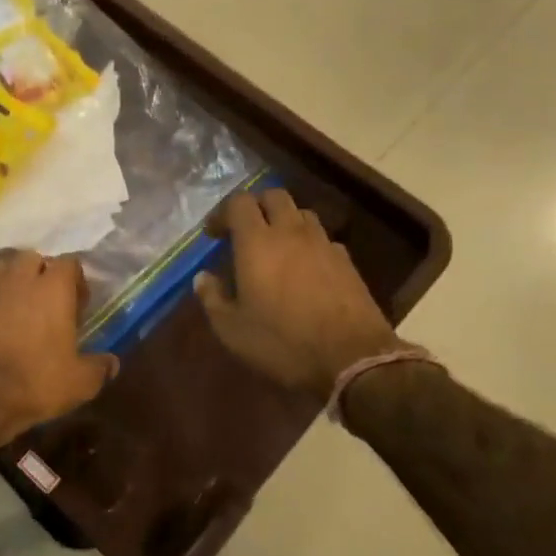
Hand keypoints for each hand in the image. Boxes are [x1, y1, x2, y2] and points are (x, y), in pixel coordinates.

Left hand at [0, 251, 118, 441]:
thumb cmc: (35, 381)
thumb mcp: (80, 382)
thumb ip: (99, 367)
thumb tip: (111, 363)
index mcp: (53, 288)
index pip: (70, 263)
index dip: (76, 280)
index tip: (79, 304)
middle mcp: (20, 279)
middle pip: (32, 258)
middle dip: (41, 273)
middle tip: (47, 300)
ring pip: (1, 269)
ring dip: (11, 280)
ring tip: (17, 303)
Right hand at [194, 188, 403, 396]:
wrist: (352, 359)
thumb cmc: (282, 342)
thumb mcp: (232, 329)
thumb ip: (212, 298)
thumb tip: (203, 277)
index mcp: (257, 242)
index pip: (239, 203)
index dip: (223, 213)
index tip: (214, 235)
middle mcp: (291, 233)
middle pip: (274, 196)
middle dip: (256, 207)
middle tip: (244, 232)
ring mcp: (323, 244)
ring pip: (301, 213)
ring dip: (284, 221)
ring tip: (275, 246)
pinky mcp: (347, 262)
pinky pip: (323, 238)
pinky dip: (309, 243)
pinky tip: (305, 268)